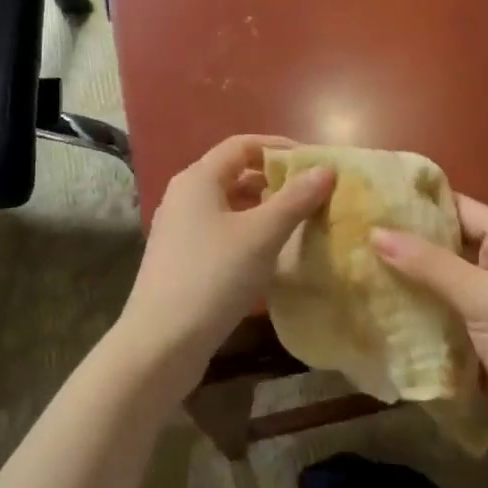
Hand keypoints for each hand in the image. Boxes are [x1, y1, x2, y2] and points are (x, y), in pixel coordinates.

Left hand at [118, 135, 334, 385]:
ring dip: (264, 209)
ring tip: (300, 224)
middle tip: (313, 196)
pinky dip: (249, 233)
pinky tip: (271, 254)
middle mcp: (184, 196)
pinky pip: (222, 231)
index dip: (280, 148)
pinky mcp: (182, 259)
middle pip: (236, 173)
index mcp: (198, 179)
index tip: (315, 164)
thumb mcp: (261, 235)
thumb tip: (325, 169)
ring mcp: (180, 229)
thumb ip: (295, 199)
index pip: (242, 145)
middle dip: (276, 180)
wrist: (162, 342)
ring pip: (230, 205)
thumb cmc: (213, 277)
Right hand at [372, 197, 487, 469]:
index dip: (419, 203)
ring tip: (354, 265)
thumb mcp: (484, 298)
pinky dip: (414, 310)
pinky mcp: (476, 338)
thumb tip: (375, 232)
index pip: (461, 208)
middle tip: (353, 235)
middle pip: (446, 245)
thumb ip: (430, 264)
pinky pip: (439, 313)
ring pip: (438, 282)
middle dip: (405, 243)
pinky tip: (375, 306)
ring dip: (405, 278)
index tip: (372, 199)